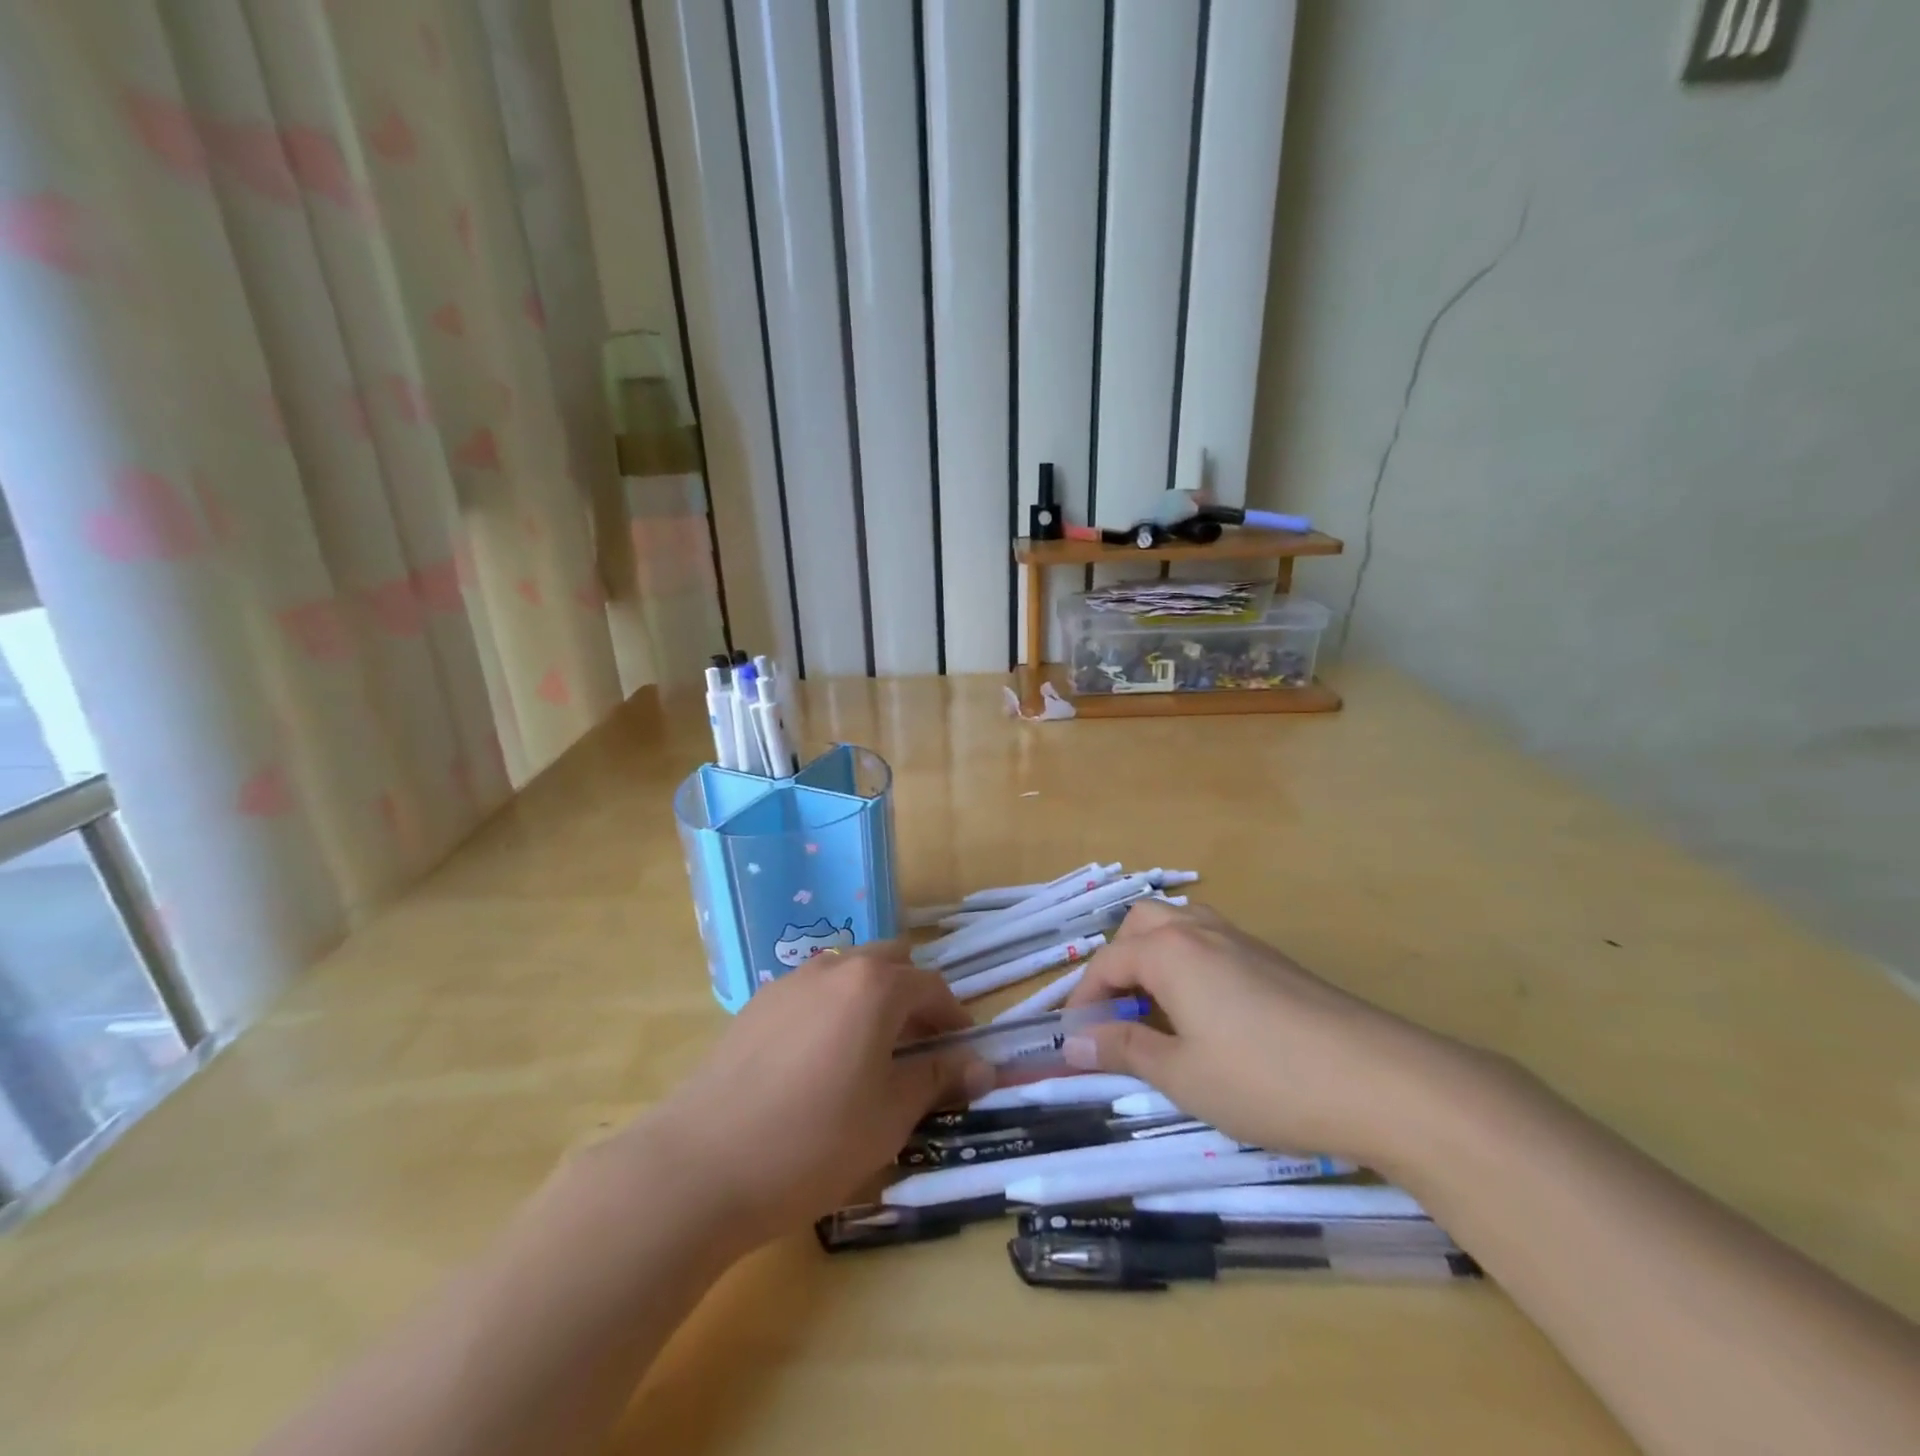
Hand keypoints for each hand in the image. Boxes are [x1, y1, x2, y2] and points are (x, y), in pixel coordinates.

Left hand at [629, 946, 989, 1248]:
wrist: (702, 1164)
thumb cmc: (813, 1142)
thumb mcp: (889, 1117)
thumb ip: (938, 1080)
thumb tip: (983, 1066)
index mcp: (875, 987)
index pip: (931, 986)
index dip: (954, 1016)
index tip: (961, 1050)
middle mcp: (835, 968)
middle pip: (890, 963)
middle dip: (912, 996)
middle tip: (918, 1046)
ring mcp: (790, 982)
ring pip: (848, 972)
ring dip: (871, 998)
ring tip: (869, 1052)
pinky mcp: (757, 1003)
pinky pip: (812, 991)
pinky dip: (832, 1008)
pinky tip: (819, 1059)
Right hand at [1062, 900, 1475, 1167]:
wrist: (1382, 1081)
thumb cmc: (1266, 1079)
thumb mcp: (1183, 1075)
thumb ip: (1123, 1050)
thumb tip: (1071, 1045)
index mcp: (1169, 951)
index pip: (1106, 963)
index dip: (1083, 1001)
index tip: (1074, 1043)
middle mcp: (1201, 931)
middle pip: (1140, 925)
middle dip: (1118, 964)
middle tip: (1117, 1015)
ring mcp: (1243, 941)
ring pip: (1179, 926)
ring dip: (1154, 958)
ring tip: (1158, 1010)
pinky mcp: (1275, 960)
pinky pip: (1212, 943)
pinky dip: (1189, 965)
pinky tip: (1208, 1015)